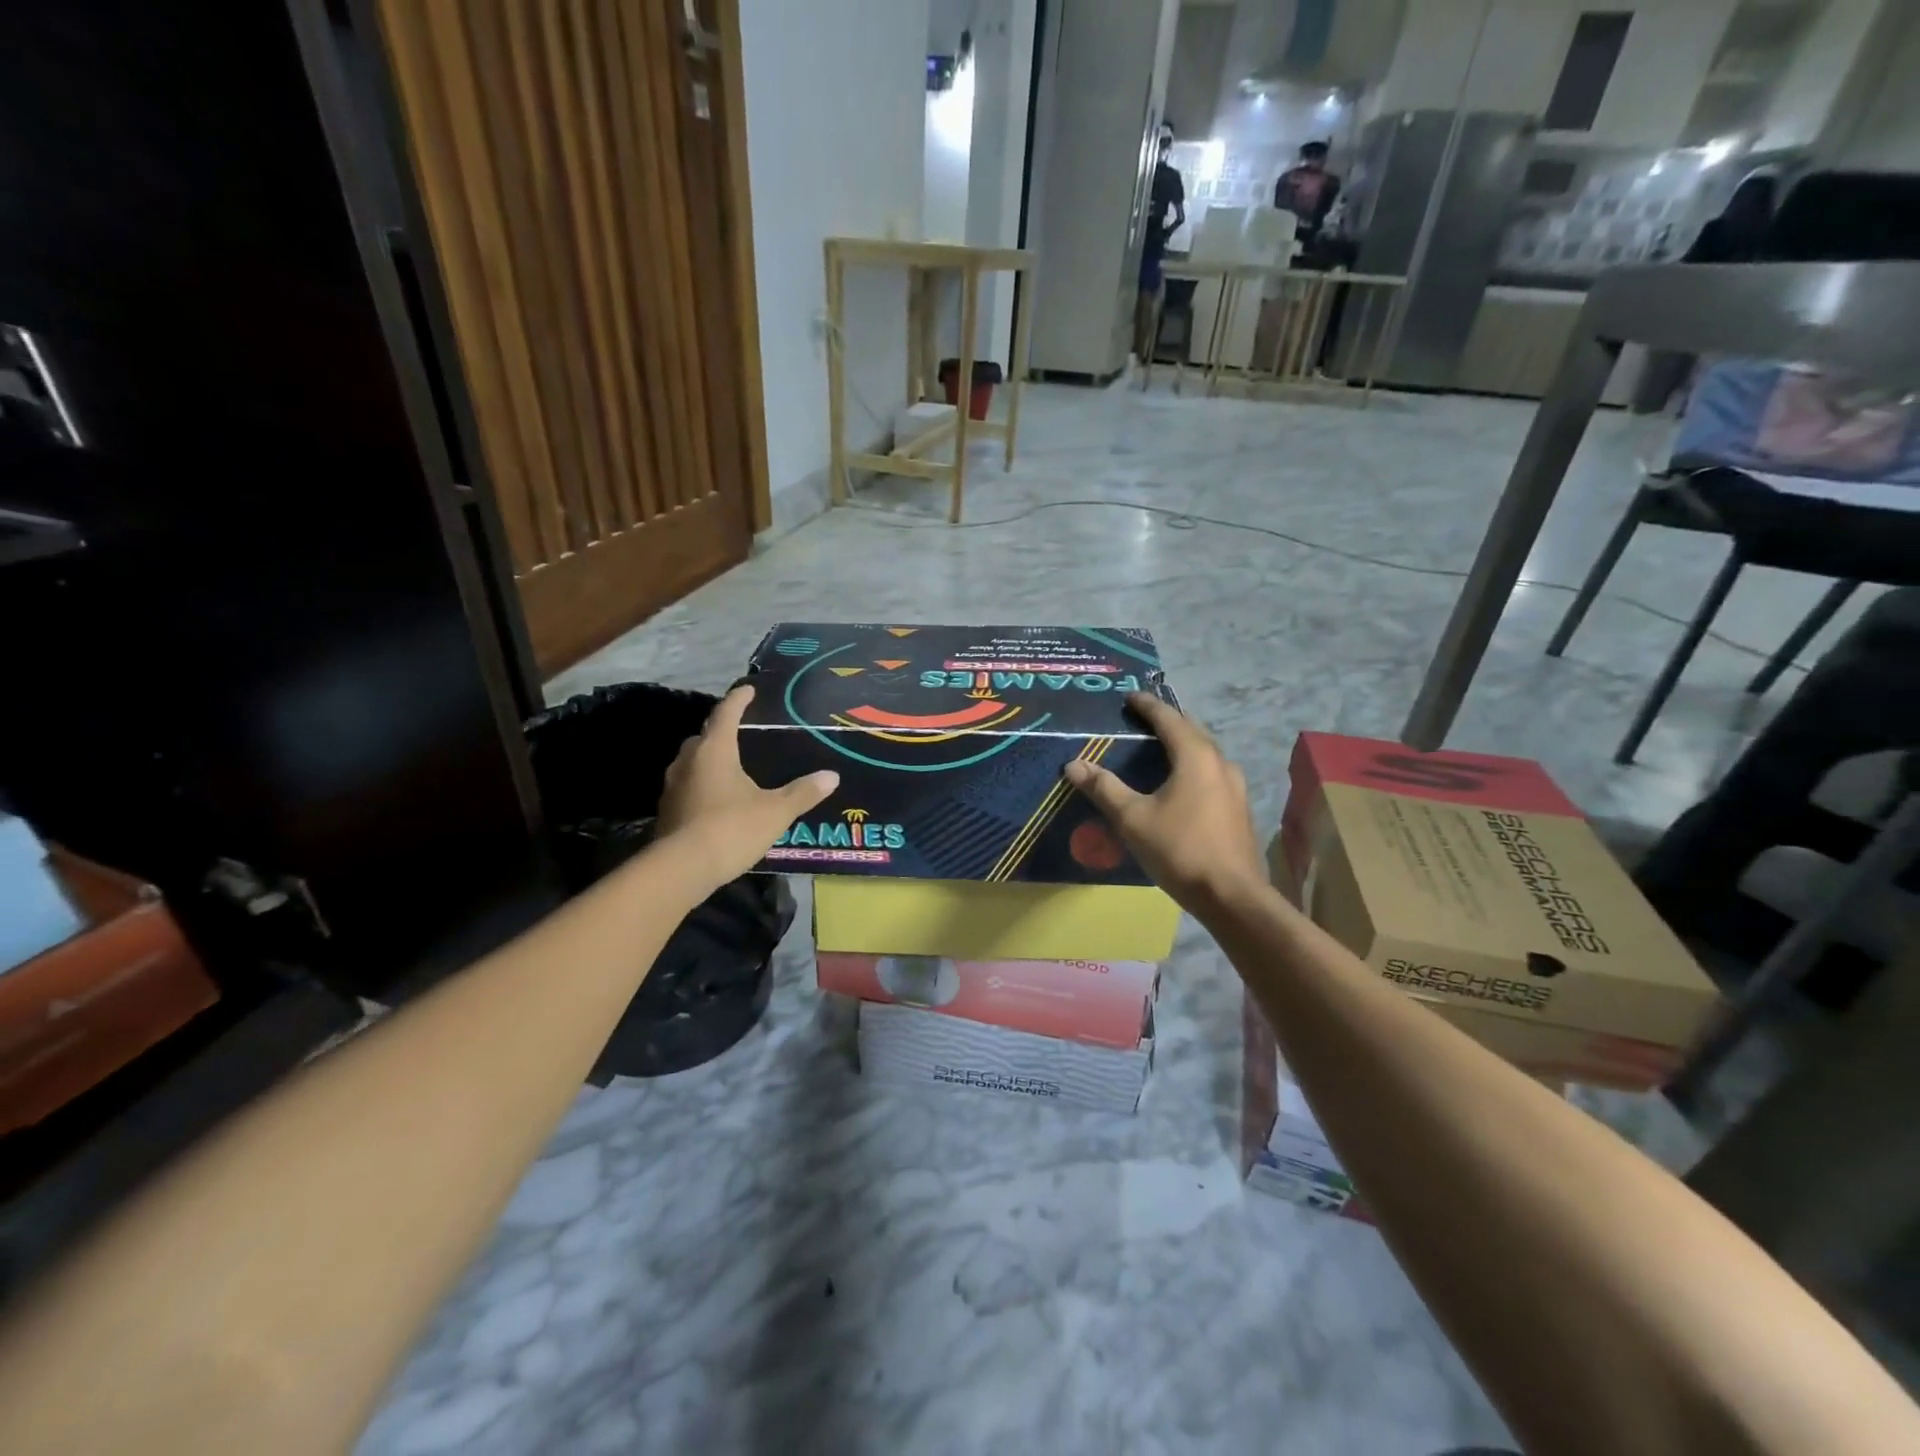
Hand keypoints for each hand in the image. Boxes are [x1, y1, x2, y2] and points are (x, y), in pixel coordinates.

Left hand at [656, 685, 837, 889]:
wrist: (682, 869)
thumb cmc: (731, 828)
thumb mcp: (776, 811)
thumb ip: (803, 792)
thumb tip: (832, 776)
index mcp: (715, 750)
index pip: (726, 714)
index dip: (739, 699)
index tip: (749, 689)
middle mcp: (689, 761)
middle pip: (704, 736)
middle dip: (721, 731)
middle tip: (741, 732)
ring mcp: (673, 786)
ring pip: (692, 762)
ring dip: (709, 759)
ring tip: (731, 766)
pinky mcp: (667, 810)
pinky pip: (688, 785)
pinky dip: (702, 784)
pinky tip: (717, 798)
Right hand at [1063, 693, 1264, 912]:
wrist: (1231, 895)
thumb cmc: (1179, 849)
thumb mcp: (1133, 818)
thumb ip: (1104, 788)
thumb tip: (1073, 764)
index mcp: (1195, 756)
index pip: (1168, 719)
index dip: (1147, 706)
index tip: (1130, 697)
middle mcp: (1220, 763)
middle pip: (1192, 730)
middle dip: (1167, 721)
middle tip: (1142, 718)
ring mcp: (1235, 786)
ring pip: (1205, 752)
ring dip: (1182, 743)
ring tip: (1160, 746)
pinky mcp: (1239, 807)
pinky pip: (1212, 772)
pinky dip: (1193, 765)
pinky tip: (1181, 781)